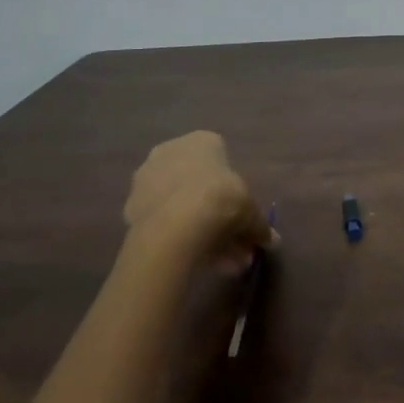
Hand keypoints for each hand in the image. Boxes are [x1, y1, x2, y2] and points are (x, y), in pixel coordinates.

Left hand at [122, 131, 276, 274]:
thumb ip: (260, 225)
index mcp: (200, 141)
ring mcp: (146, 178)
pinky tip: (194, 260)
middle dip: (216, 214)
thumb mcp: (251, 212)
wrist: (176, 225)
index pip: (220, 159)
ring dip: (198, 229)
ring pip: (178, 204)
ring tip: (219, 262)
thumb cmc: (222, 200)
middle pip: (197, 183)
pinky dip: (177, 237)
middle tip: (232, 243)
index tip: (241, 214)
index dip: (232, 189)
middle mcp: (170, 151)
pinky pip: (162, 221)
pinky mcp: (130, 207)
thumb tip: (273, 241)